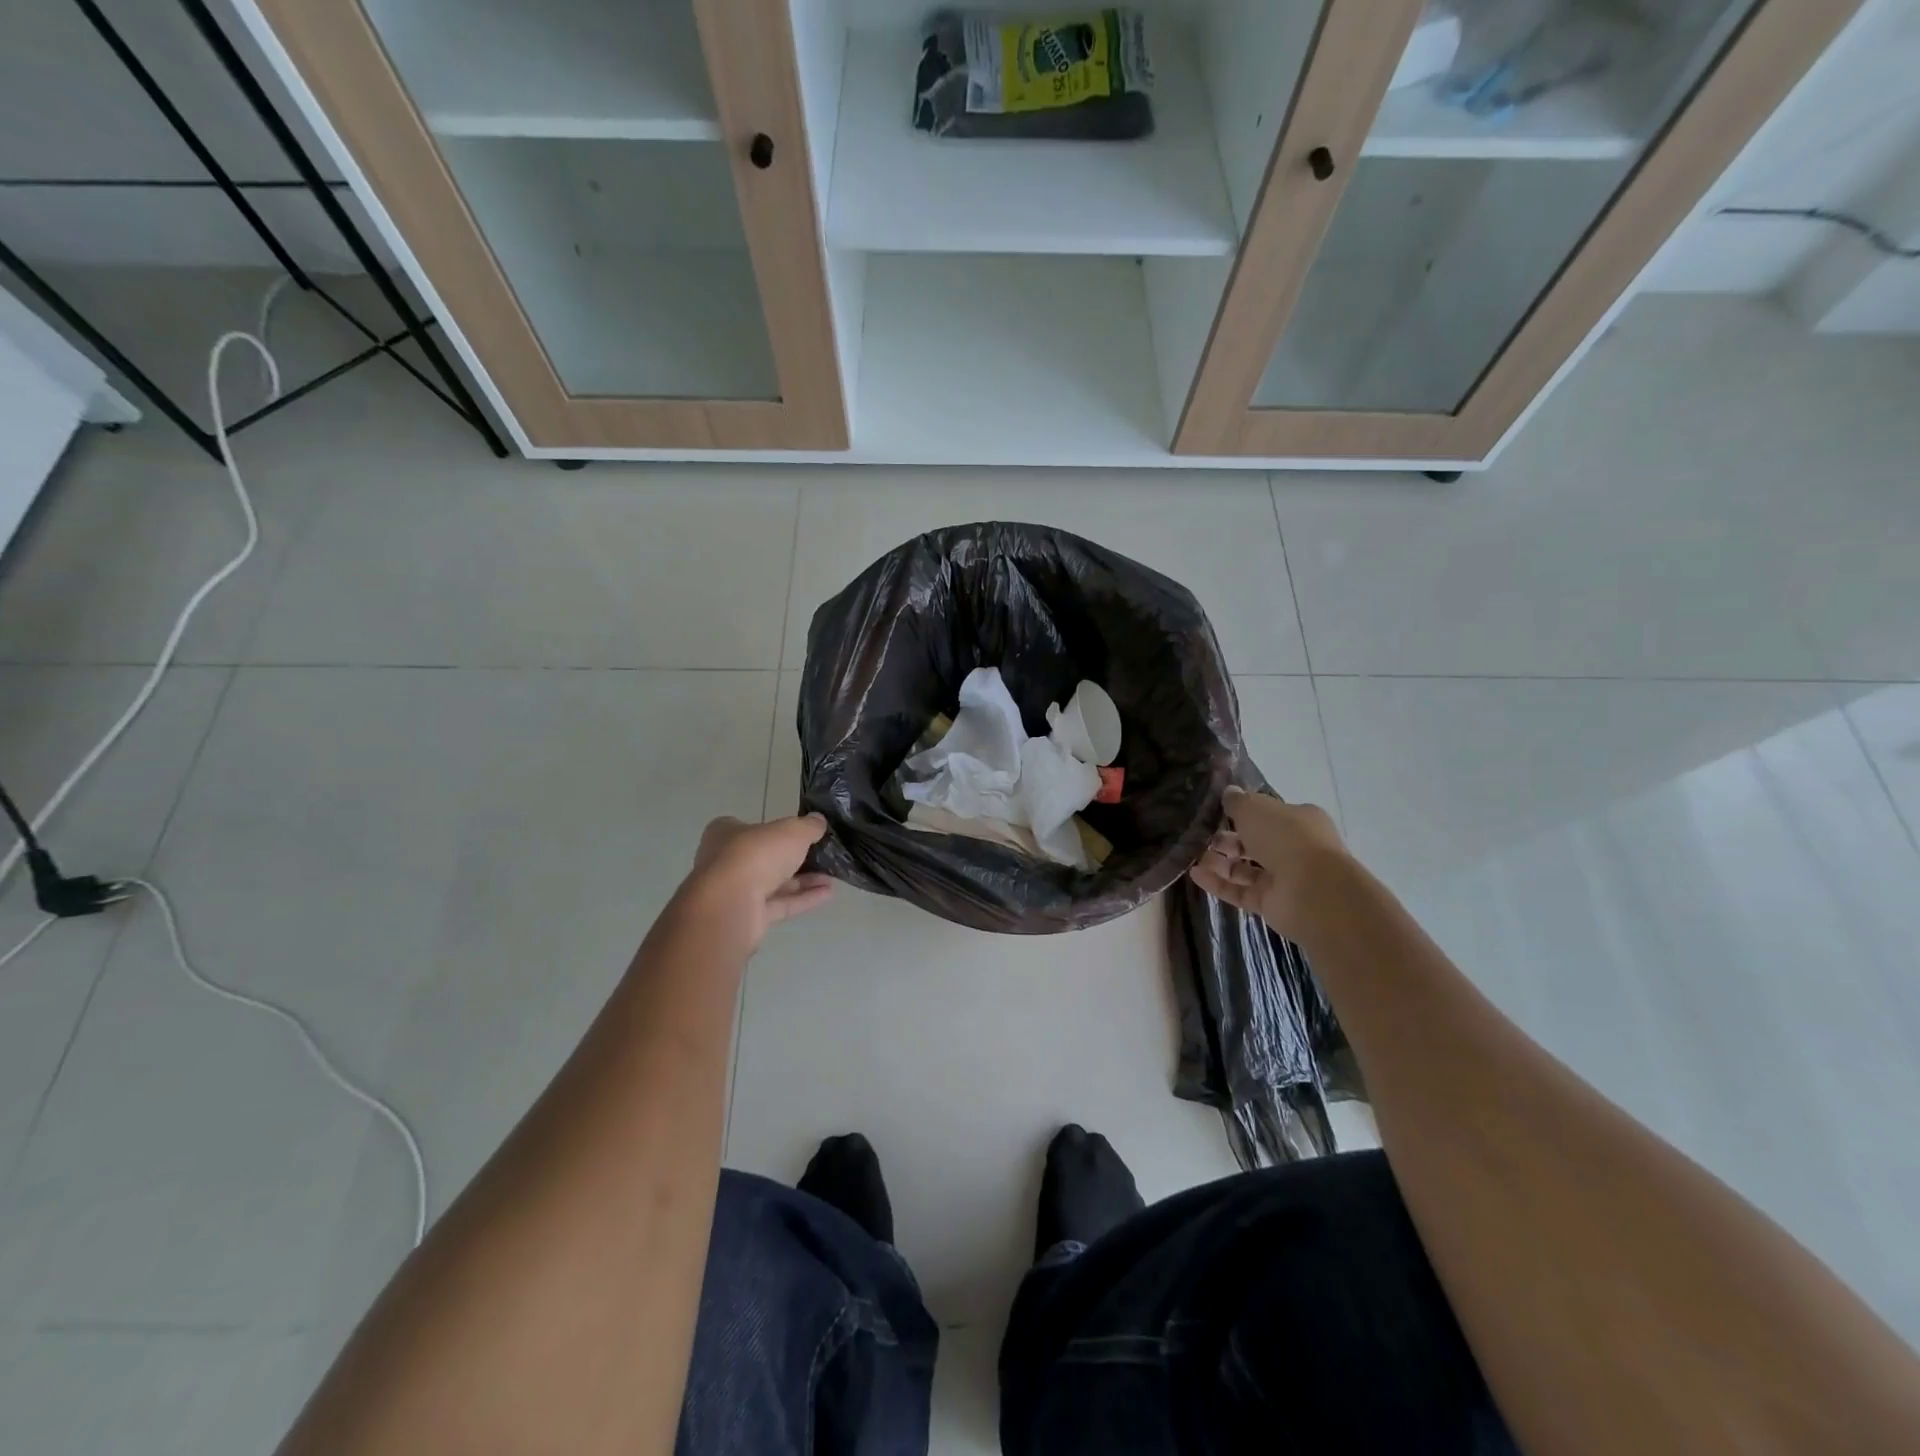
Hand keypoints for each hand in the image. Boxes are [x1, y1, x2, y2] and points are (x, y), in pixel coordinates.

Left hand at [678, 814, 834, 948]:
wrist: (731, 906)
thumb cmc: (756, 855)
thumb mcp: (792, 831)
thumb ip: (808, 826)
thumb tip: (818, 821)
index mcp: (725, 833)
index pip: (750, 827)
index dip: (774, 829)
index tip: (799, 833)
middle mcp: (725, 861)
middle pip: (764, 857)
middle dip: (794, 858)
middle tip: (822, 856)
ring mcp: (735, 892)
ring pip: (773, 883)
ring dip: (803, 881)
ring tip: (832, 877)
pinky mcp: (747, 917)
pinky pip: (779, 904)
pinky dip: (802, 899)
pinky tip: (827, 894)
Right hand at [1190, 788, 1350, 932]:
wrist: (1313, 892)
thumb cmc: (1286, 838)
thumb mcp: (1255, 808)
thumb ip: (1238, 801)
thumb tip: (1228, 793)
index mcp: (1299, 821)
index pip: (1268, 815)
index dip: (1243, 813)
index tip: (1216, 811)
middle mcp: (1294, 849)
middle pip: (1254, 842)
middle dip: (1226, 839)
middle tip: (1200, 835)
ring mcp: (1283, 879)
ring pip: (1245, 869)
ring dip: (1219, 861)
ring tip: (1192, 854)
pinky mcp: (1271, 903)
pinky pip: (1240, 891)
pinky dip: (1218, 883)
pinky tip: (1194, 874)